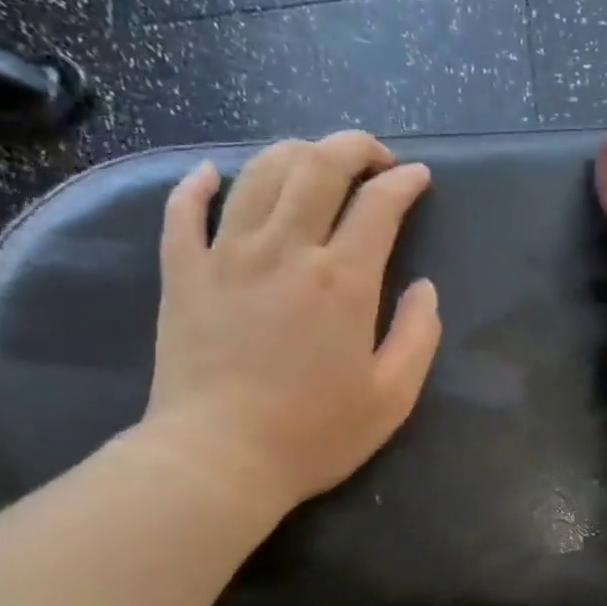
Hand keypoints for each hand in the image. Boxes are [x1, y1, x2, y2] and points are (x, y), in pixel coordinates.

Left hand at [138, 131, 440, 512]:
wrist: (218, 459)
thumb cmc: (314, 434)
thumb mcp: (392, 397)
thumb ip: (419, 335)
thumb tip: (424, 288)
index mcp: (343, 280)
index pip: (378, 204)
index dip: (403, 182)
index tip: (418, 178)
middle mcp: (286, 250)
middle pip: (317, 166)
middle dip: (352, 146)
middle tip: (373, 155)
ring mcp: (226, 256)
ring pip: (258, 174)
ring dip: (292, 153)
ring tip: (312, 161)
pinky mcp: (183, 274)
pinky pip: (184, 210)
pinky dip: (198, 184)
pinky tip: (210, 175)